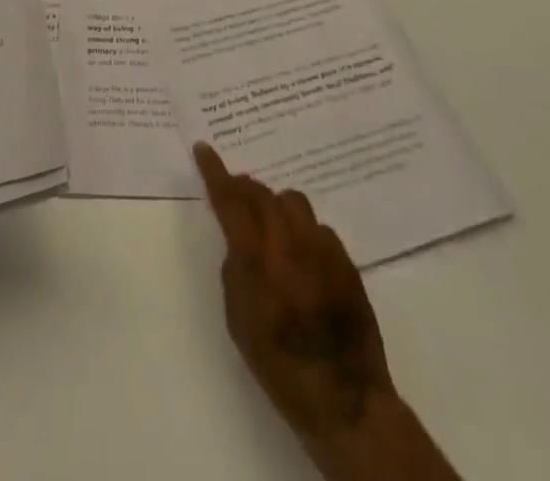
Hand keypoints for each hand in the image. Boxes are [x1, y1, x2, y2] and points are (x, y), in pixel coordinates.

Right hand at [194, 144, 458, 480]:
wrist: (345, 399)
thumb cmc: (279, 365)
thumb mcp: (238, 320)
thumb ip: (235, 268)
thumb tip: (240, 239)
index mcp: (258, 258)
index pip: (231, 199)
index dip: (215, 171)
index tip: (203, 149)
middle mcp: (290, 242)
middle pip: (262, 193)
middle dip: (244, 188)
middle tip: (234, 193)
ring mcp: (322, 248)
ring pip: (293, 201)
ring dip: (275, 205)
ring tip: (270, 224)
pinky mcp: (346, 260)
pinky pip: (318, 226)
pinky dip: (302, 229)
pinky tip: (301, 254)